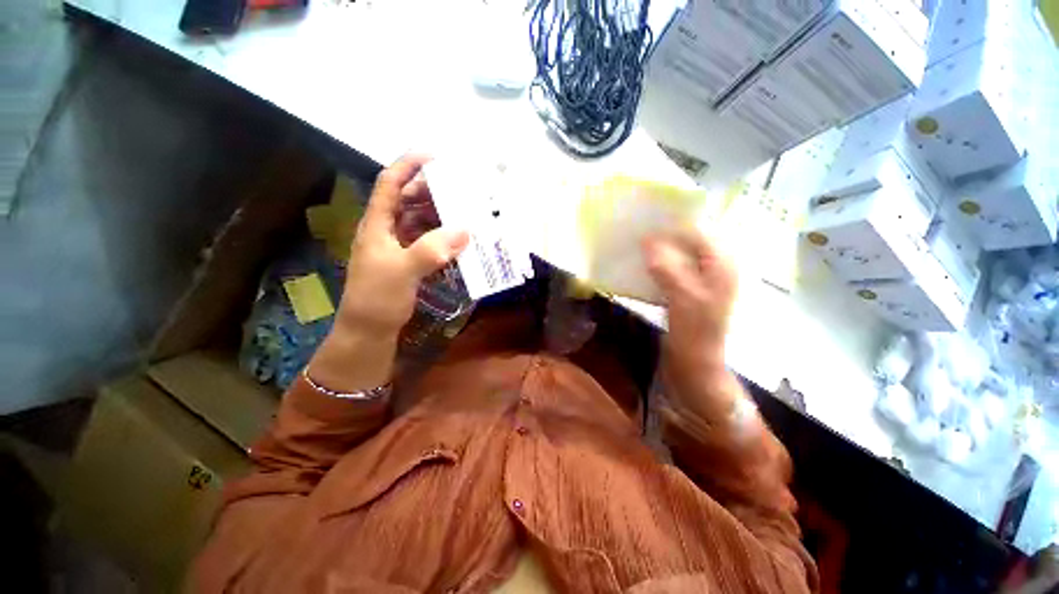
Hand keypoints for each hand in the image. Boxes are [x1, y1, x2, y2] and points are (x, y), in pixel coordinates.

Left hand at [340, 155, 468, 334]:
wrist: (369, 331)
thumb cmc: (377, 298)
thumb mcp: (402, 272)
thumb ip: (431, 250)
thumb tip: (465, 230)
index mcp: (377, 225)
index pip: (390, 184)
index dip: (408, 166)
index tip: (433, 156)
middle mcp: (387, 230)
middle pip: (407, 200)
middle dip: (431, 190)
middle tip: (459, 188)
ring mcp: (398, 246)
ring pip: (419, 221)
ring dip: (440, 214)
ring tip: (464, 210)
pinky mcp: (409, 261)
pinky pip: (428, 240)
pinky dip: (442, 236)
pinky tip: (458, 239)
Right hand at [643, 229, 737, 376]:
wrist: (697, 363)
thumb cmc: (695, 331)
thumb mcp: (682, 298)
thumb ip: (667, 267)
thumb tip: (647, 240)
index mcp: (722, 265)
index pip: (699, 231)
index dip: (673, 223)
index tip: (645, 220)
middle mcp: (715, 266)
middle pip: (690, 240)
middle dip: (665, 234)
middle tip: (639, 231)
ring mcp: (702, 278)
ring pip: (680, 253)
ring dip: (660, 248)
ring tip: (638, 245)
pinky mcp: (689, 289)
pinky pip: (674, 267)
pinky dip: (659, 263)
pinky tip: (644, 265)